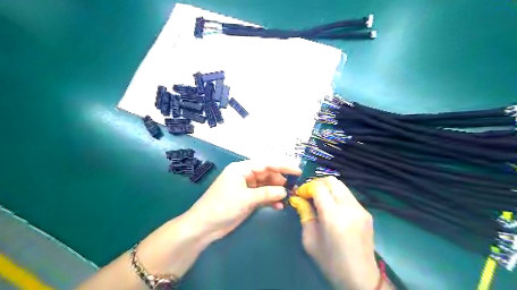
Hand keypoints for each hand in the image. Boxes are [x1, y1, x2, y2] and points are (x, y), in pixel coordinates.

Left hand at [186, 160, 300, 240]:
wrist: (204, 226)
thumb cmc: (222, 207)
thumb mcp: (246, 199)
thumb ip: (267, 193)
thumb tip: (284, 191)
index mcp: (241, 169)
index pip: (266, 164)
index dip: (283, 166)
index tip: (298, 170)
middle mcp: (244, 175)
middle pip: (266, 174)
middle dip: (280, 180)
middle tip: (295, 186)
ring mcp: (245, 187)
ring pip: (265, 185)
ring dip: (276, 191)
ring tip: (288, 196)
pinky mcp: (246, 198)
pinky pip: (261, 196)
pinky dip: (270, 199)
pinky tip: (279, 206)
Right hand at [293, 177, 380, 289]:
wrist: (361, 279)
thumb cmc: (331, 262)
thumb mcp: (310, 240)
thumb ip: (304, 214)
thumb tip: (297, 199)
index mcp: (333, 216)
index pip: (319, 187)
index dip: (306, 187)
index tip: (299, 195)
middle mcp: (349, 207)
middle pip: (332, 181)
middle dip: (317, 183)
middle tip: (308, 194)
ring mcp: (361, 209)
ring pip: (341, 186)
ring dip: (327, 188)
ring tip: (319, 199)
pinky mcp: (366, 212)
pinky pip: (348, 195)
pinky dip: (337, 195)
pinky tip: (332, 207)